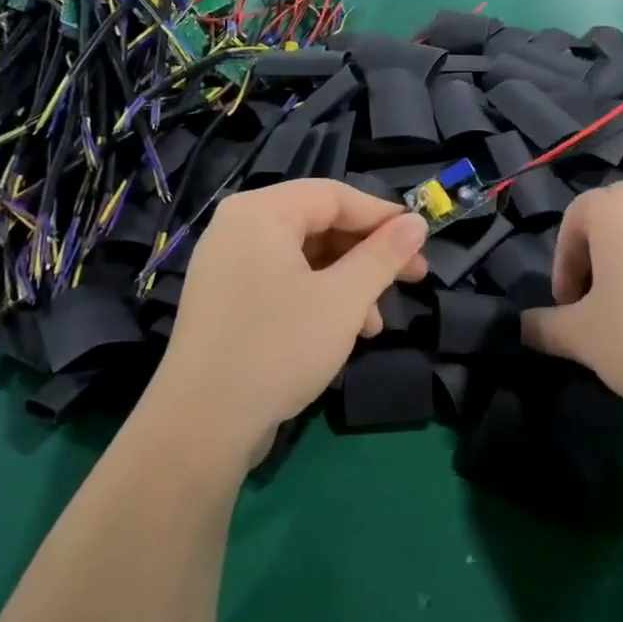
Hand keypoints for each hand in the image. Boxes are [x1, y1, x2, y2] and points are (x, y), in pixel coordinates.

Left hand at [153, 180, 428, 458]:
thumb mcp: (344, 299)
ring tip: (376, 323)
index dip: (382, 215)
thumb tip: (416, 223)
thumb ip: (383, 255)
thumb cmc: (278, 348)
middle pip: (319, 224)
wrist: (200, 426)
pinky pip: (283, 282)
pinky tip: (345, 333)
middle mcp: (239, 228)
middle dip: (368, 254)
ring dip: (349, 283)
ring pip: (304, 258)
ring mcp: (228, 267)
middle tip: (413, 277)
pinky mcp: (227, 302)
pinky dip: (319, 299)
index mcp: (260, 212)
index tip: (422, 238)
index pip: (333, 195)